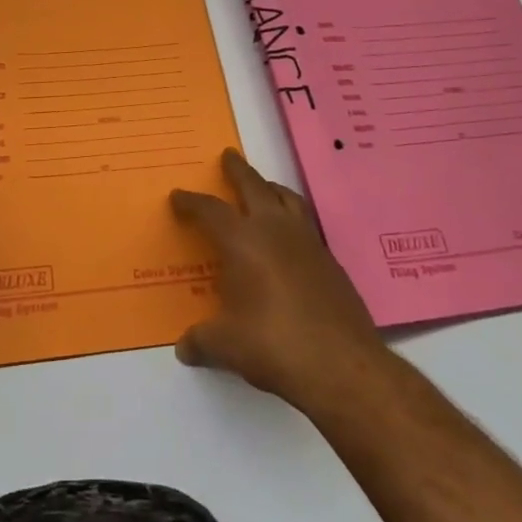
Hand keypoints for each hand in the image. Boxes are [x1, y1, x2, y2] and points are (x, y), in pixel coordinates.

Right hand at [172, 149, 385, 406]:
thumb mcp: (226, 346)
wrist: (343, 366)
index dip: (191, 202)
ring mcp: (308, 244)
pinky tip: (288, 239)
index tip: (178, 196)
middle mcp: (275, 231)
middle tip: (228, 155)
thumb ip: (201, 341)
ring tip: (263, 187)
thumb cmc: (273, 345)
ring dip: (271, 188)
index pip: (210, 211)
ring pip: (287, 199)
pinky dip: (292, 219)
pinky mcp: (331, 262)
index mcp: (242, 241)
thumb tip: (184, 348)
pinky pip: (306, 225)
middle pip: (254, 186)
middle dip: (238, 170)